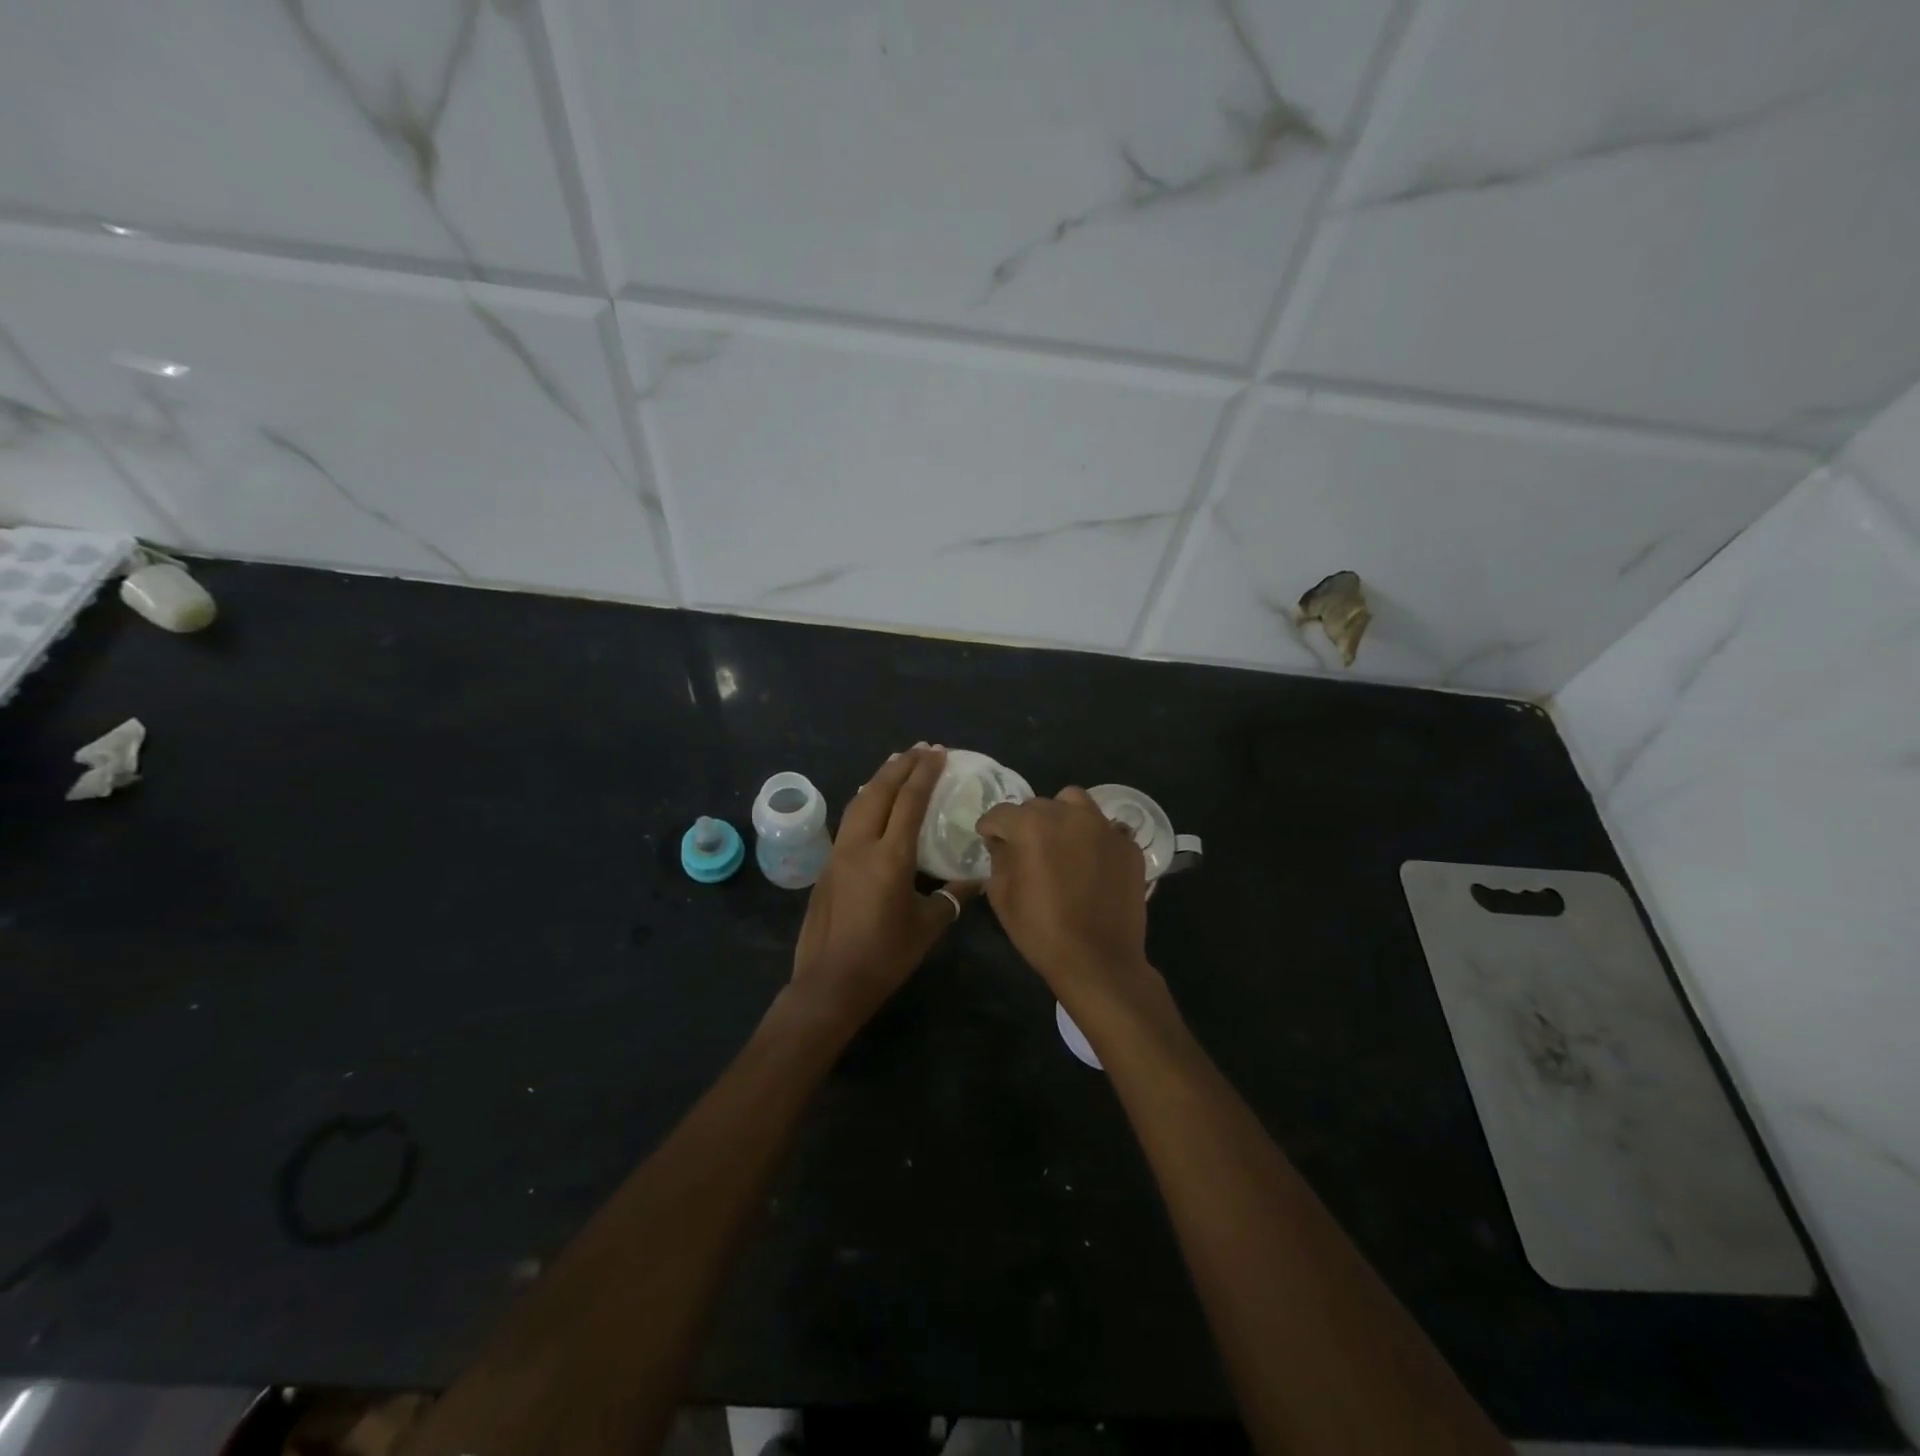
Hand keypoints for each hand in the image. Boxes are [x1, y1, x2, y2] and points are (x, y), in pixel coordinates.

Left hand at [789, 746, 975, 1031]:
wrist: (830, 983)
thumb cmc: (885, 956)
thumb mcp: (927, 927)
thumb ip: (952, 897)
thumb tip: (977, 879)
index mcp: (890, 857)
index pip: (909, 802)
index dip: (925, 774)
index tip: (938, 753)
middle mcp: (860, 845)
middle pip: (880, 791)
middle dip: (901, 766)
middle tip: (921, 749)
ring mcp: (839, 854)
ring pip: (859, 803)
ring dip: (879, 779)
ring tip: (896, 764)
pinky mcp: (827, 867)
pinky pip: (849, 821)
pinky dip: (865, 802)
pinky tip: (873, 804)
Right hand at [976, 788, 1152, 1008]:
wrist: (1100, 961)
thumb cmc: (1042, 932)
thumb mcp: (1003, 898)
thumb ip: (998, 859)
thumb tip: (1002, 842)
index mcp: (1032, 826)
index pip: (1001, 813)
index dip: (990, 827)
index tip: (988, 839)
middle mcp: (1069, 815)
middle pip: (1038, 805)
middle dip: (1025, 822)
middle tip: (1024, 847)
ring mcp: (1104, 827)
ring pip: (1075, 802)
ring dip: (1061, 815)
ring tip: (1060, 841)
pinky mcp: (1128, 845)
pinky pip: (1105, 827)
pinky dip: (1093, 836)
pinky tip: (1091, 859)